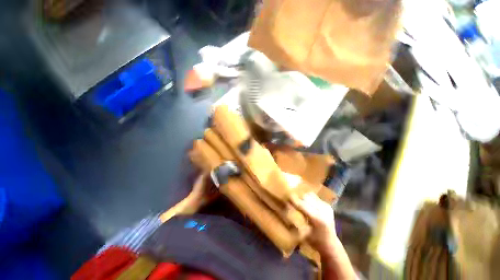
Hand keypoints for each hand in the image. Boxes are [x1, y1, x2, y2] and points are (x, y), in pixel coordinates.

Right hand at [292, 193, 337, 253]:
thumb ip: (296, 220)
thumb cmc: (315, 242)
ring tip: (299, 201)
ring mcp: (327, 207)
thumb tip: (287, 208)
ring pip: (310, 195)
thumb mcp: (303, 234)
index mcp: (318, 219)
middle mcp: (324, 211)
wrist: (331, 245)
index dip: (294, 200)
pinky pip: (315, 197)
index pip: (303, 205)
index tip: (287, 197)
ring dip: (303, 197)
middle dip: (298, 198)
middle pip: (306, 197)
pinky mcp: (328, 205)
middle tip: (292, 200)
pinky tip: (307, 204)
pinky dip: (309, 198)